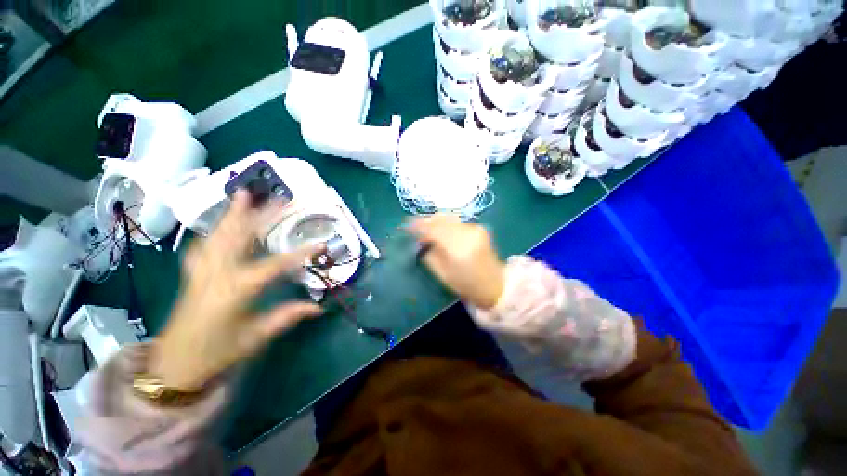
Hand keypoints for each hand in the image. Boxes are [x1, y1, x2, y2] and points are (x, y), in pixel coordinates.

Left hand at [150, 191, 322, 390]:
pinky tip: (219, 226)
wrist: (173, 367)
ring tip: (243, 195)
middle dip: (261, 215)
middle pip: (241, 236)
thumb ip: (287, 317)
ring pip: (218, 235)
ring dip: (233, 214)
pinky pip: (203, 245)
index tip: (322, 244)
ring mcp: (201, 271)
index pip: (276, 264)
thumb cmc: (217, 354)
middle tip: (278, 199)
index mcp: (237, 289)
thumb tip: (319, 307)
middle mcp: (218, 273)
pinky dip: (213, 231)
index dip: (301, 253)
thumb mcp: (256, 337)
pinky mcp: (192, 275)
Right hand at [408, 215, 505, 309]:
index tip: (405, 226)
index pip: (433, 229)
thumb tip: (420, 241)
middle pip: (441, 219)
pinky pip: (456, 221)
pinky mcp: (479, 227)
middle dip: (425, 220)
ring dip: (435, 220)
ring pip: (449, 218)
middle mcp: (467, 233)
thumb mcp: (442, 274)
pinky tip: (440, 230)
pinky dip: (445, 223)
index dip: (417, 225)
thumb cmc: (466, 284)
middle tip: (413, 225)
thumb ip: (429, 255)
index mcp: (457, 247)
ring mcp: (474, 228)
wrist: (495, 284)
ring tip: (425, 227)